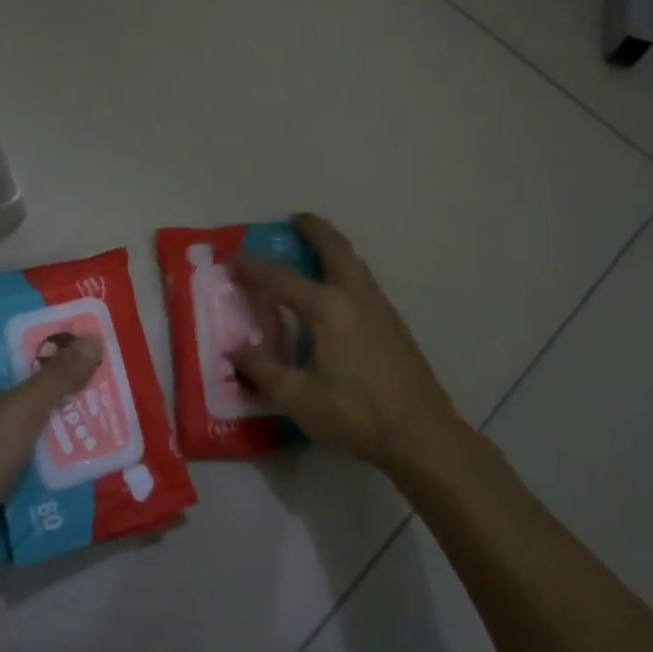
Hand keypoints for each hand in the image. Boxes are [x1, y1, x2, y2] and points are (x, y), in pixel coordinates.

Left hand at [0, 332, 102, 546]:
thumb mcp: (19, 412)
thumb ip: (57, 376)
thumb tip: (93, 339)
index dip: (22, 319)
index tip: (61, 315)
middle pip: (3, 366)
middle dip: (45, 361)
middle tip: (86, 350)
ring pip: (11, 403)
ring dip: (47, 398)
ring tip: (90, 385)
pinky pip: (12, 435)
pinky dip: (39, 431)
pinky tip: (74, 430)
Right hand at [230, 213, 460, 468]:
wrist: (420, 432)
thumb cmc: (354, 413)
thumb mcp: (298, 397)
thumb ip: (263, 369)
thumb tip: (236, 348)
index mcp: (327, 308)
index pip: (281, 279)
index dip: (253, 268)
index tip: (232, 260)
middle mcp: (355, 296)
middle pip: (335, 248)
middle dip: (314, 229)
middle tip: (295, 219)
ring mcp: (380, 308)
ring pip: (355, 263)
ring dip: (334, 248)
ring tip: (316, 248)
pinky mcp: (394, 324)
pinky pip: (364, 282)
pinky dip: (346, 270)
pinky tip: (338, 293)